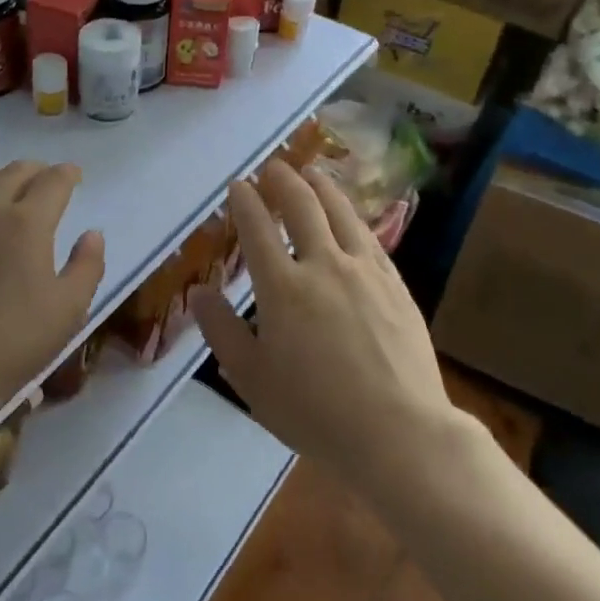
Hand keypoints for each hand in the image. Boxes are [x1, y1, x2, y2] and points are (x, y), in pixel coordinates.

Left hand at [0, 161, 105, 413]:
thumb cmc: (12, 340)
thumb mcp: (68, 310)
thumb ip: (87, 266)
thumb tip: (92, 234)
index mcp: (26, 222)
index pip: (52, 182)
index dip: (67, 174)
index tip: (75, 174)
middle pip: (14, 173)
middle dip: (37, 170)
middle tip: (49, 178)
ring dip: (4, 178)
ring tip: (14, 189)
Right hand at [193, 163, 474, 492]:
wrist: (400, 434)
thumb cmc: (315, 412)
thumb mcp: (252, 379)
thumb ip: (222, 330)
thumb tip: (199, 292)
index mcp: (282, 288)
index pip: (257, 229)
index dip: (244, 201)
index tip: (237, 185)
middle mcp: (323, 265)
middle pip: (302, 207)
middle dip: (283, 181)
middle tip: (273, 166)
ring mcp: (365, 272)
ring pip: (341, 213)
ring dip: (321, 187)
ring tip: (311, 172)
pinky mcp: (396, 285)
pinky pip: (370, 237)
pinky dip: (353, 217)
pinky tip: (350, 217)